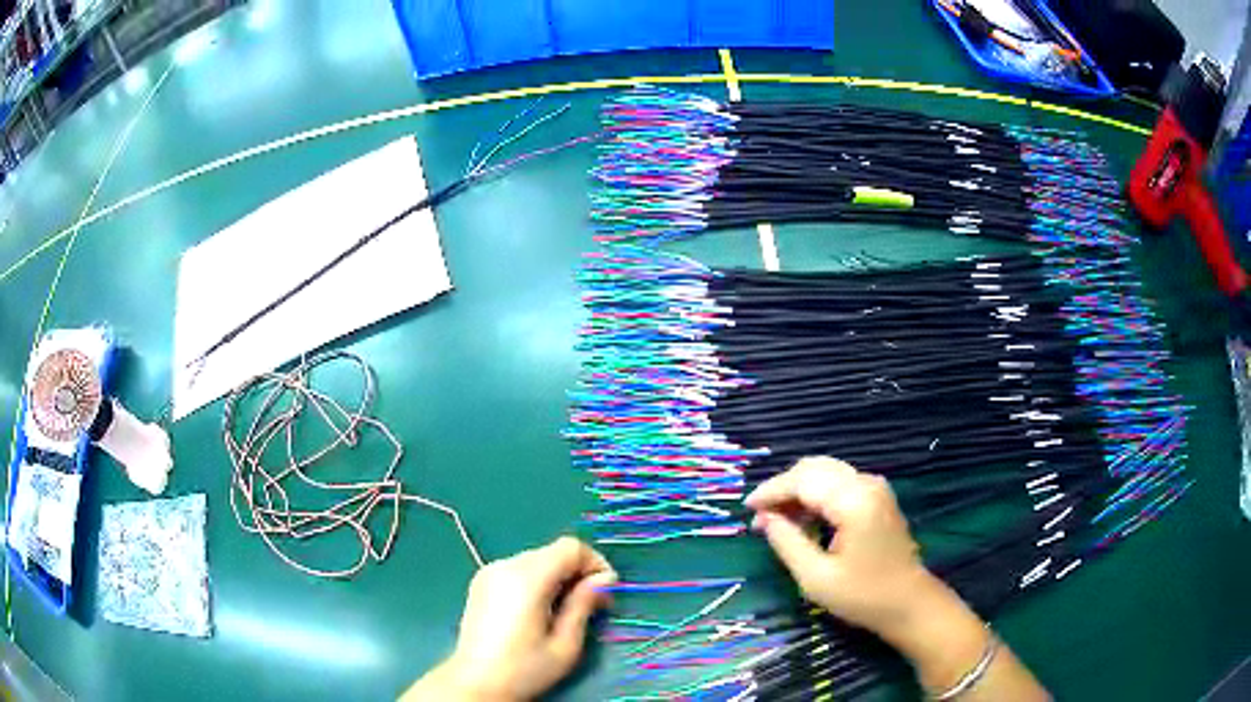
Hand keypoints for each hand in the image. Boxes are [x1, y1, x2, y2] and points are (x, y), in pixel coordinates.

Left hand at [404, 536, 616, 700]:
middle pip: (553, 552)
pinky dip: (538, 581)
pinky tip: (540, 610)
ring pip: (537, 559)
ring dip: (559, 577)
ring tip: (566, 610)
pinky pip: (519, 569)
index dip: (595, 563)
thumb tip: (604, 579)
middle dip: (578, 572)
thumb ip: (585, 605)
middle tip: (594, 604)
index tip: (606, 591)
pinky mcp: (481, 582)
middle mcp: (505, 566)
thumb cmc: (523, 669)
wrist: (475, 682)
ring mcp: (489, 572)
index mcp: (527, 579)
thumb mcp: (565, 644)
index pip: (570, 547)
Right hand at [744, 456, 940, 639]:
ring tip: (776, 520)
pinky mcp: (877, 497)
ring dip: (798, 490)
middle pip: (814, 468)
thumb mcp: (816, 577)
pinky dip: (815, 494)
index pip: (803, 481)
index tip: (747, 508)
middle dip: (784, 488)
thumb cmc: (862, 595)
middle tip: (761, 516)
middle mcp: (866, 483)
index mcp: (854, 501)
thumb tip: (765, 519)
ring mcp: (875, 488)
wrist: (908, 603)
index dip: (772, 491)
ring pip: (826, 473)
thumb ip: (787, 542)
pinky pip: (838, 483)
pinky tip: (803, 519)